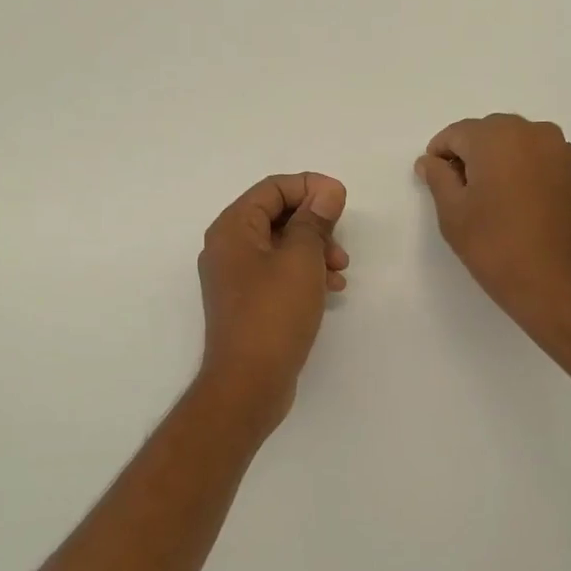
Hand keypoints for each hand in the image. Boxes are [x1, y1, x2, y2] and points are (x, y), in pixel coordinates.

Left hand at [196, 172, 348, 430]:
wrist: (249, 382)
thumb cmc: (274, 314)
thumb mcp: (301, 259)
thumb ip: (315, 220)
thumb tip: (326, 190)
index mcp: (233, 227)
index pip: (273, 187)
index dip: (311, 187)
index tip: (342, 201)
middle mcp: (228, 246)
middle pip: (277, 215)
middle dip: (315, 224)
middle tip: (341, 245)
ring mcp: (235, 276)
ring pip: (281, 245)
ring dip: (314, 250)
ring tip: (340, 272)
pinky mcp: (247, 302)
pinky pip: (278, 272)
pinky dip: (304, 273)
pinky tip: (330, 290)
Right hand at [416, 115, 570, 356]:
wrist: (563, 287)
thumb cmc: (498, 249)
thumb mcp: (453, 215)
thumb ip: (438, 179)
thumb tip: (431, 161)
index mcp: (498, 137)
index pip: (457, 133)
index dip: (440, 156)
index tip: (436, 184)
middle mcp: (534, 132)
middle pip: (490, 133)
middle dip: (472, 156)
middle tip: (463, 196)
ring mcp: (563, 151)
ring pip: (518, 145)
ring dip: (500, 163)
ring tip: (494, 203)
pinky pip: (542, 161)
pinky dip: (526, 174)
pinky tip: (522, 209)